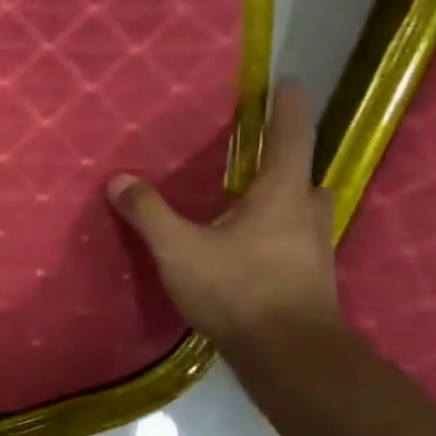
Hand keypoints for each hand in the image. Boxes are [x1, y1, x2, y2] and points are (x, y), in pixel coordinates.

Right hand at [106, 82, 339, 352]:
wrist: (289, 355)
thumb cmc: (238, 289)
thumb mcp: (179, 249)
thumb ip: (149, 213)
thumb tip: (119, 180)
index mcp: (281, 194)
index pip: (291, 136)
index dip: (289, 107)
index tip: (291, 81)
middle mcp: (307, 215)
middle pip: (304, 177)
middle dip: (288, 163)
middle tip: (262, 157)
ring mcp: (315, 251)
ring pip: (304, 213)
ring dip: (285, 202)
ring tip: (251, 204)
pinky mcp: (311, 281)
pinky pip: (296, 243)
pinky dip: (278, 236)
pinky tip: (250, 251)